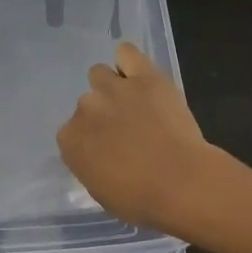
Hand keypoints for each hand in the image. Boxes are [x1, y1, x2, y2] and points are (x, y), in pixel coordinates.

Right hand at [56, 42, 220, 232]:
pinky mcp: (143, 76)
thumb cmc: (141, 200)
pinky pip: (126, 53)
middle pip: (87, 103)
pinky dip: (129, 61)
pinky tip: (138, 74)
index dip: (91, 140)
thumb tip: (99, 154)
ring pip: (100, 74)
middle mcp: (84, 108)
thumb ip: (91, 166)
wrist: (181, 183)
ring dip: (112, 87)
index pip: (72, 133)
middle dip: (104, 115)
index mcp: (70, 141)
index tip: (108, 150)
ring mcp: (112, 89)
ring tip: (134, 102)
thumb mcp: (102, 192)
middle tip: (128, 130)